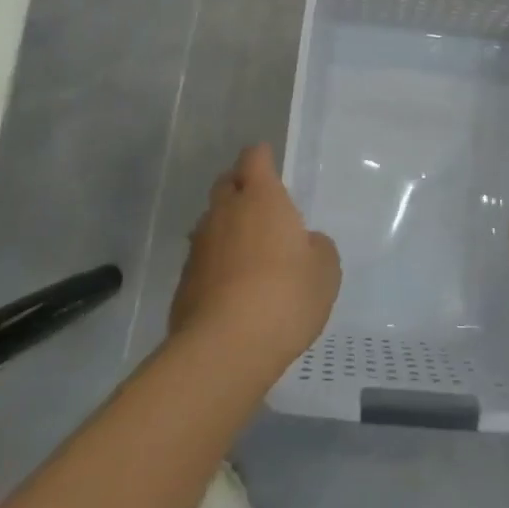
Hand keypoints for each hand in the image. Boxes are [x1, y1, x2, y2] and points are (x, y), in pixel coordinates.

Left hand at [170, 144, 341, 369]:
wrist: (223, 349)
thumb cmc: (284, 296)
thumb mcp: (325, 271)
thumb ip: (317, 247)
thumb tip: (304, 244)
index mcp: (261, 198)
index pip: (254, 158)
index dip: (262, 158)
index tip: (270, 164)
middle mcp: (225, 212)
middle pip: (226, 184)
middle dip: (240, 187)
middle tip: (260, 205)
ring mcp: (199, 247)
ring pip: (211, 222)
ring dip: (227, 228)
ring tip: (248, 251)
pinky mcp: (183, 282)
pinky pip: (203, 260)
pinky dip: (216, 265)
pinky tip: (232, 289)